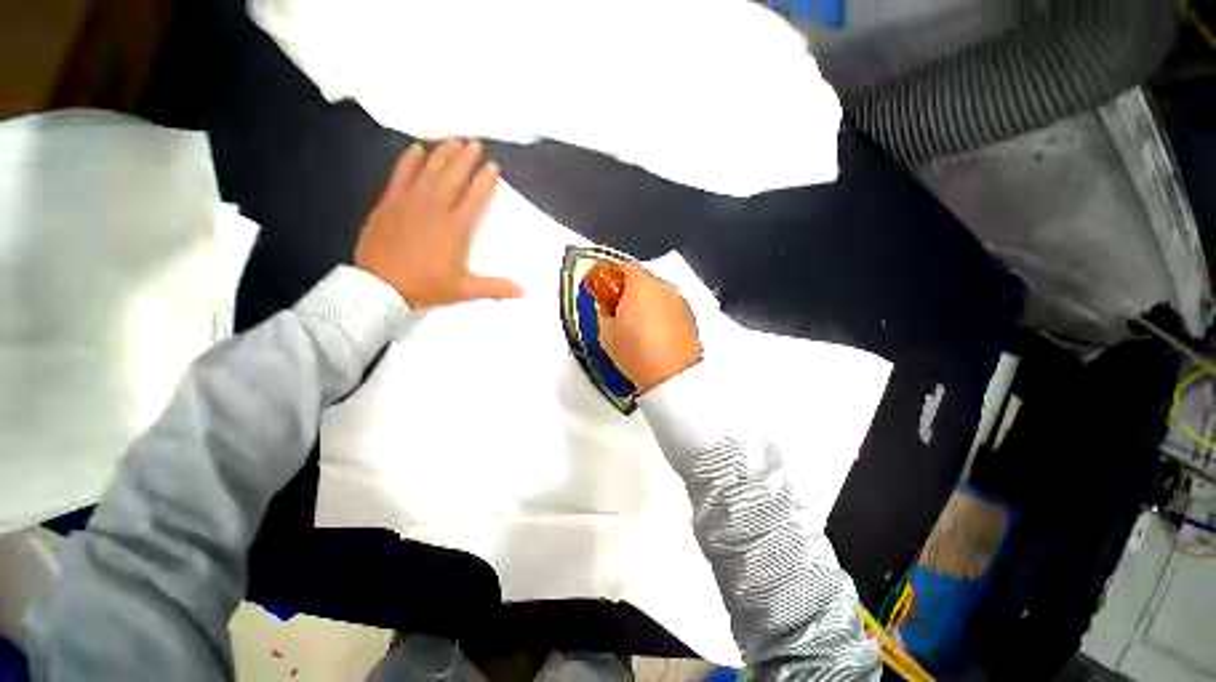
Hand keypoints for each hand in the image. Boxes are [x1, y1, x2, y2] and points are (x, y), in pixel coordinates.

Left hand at [355, 139, 522, 307]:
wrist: (380, 285)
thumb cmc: (426, 285)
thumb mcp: (464, 289)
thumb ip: (494, 287)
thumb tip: (523, 292)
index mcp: (456, 228)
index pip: (475, 197)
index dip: (485, 181)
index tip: (493, 166)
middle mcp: (435, 208)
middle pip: (453, 177)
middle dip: (466, 159)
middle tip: (475, 143)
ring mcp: (410, 202)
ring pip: (429, 170)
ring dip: (443, 154)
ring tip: (453, 140)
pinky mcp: (390, 202)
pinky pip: (401, 174)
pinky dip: (409, 160)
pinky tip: (417, 149)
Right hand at [597, 262, 702, 392]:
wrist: (674, 376)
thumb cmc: (635, 352)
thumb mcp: (606, 333)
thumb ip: (603, 311)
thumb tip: (607, 303)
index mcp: (641, 285)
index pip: (626, 266)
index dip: (614, 276)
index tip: (608, 292)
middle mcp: (664, 287)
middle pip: (644, 280)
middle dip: (632, 292)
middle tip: (622, 313)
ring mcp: (681, 301)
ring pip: (659, 294)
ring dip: (649, 303)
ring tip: (642, 328)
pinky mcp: (692, 316)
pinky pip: (671, 307)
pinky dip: (663, 314)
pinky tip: (658, 335)